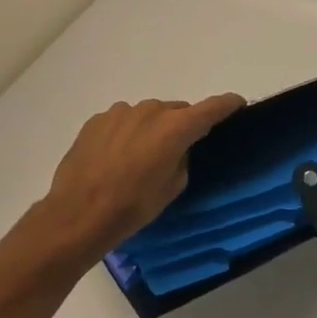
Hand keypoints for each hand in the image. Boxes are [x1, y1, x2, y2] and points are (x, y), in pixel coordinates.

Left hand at [29, 94, 244, 260]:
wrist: (78, 213)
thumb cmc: (133, 206)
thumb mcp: (172, 187)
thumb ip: (182, 158)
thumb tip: (176, 148)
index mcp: (176, 127)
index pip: (212, 107)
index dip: (228, 104)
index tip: (238, 104)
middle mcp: (150, 111)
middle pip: (177, 110)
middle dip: (182, 125)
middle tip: (177, 150)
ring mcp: (120, 112)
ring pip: (148, 115)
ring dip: (151, 128)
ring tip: (140, 157)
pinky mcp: (97, 120)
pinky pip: (123, 121)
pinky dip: (127, 132)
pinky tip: (116, 157)